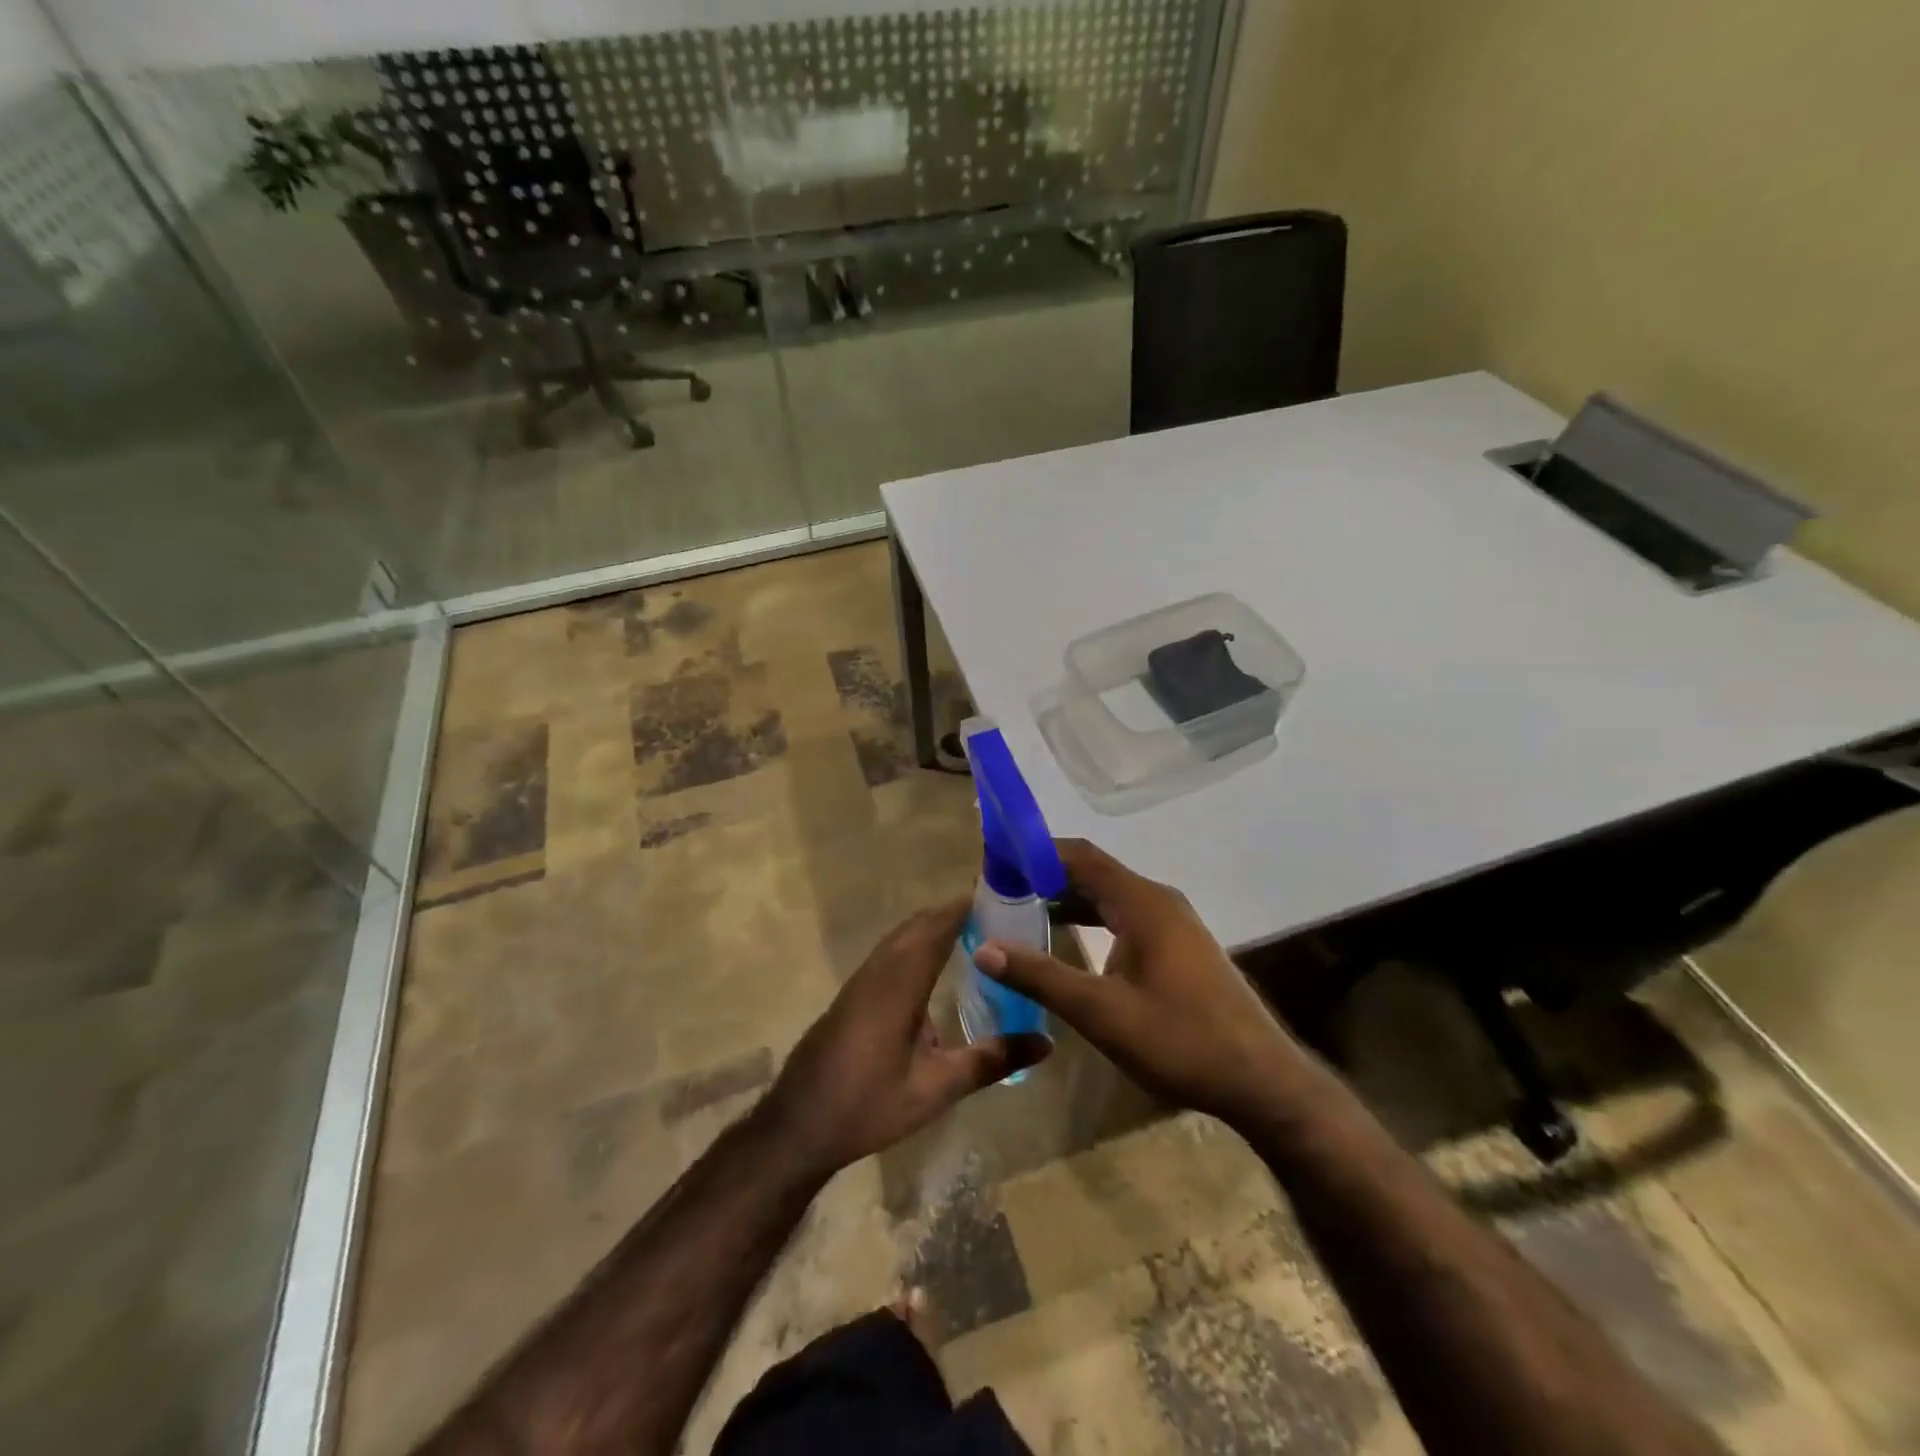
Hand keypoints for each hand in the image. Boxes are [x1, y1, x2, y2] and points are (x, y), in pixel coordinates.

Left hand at [761, 898, 1052, 1180]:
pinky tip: (934, 964)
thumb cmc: (868, 1105)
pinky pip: (891, 951)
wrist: (798, 1125)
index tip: (1001, 895)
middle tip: (997, 912)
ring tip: (974, 930)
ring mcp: (862, 980)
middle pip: (919, 924)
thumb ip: (990, 1061)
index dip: (966, 906)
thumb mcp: (936, 1089)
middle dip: (955, 912)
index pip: (937, 927)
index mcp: (900, 983)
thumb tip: (1046, 1042)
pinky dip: (917, 942)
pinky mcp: (854, 993)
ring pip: (902, 936)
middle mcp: (879, 971)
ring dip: (934, 925)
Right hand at [972, 839, 1301, 1127]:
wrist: (1261, 1081)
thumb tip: (984, 948)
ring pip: (1108, 895)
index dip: (1034, 853)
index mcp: (1142, 903)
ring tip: (1020, 911)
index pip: (1079, 857)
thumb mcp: (1101, 1013)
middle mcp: (1158, 900)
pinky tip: (1066, 940)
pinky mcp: (1178, 945)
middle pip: (1092, 872)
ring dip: (1066, 898)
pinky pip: (1124, 915)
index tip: (994, 863)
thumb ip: (1041, 977)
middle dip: (1044, 876)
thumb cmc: (1181, 1041)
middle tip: (998, 890)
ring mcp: (1172, 922)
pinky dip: (1090, 918)